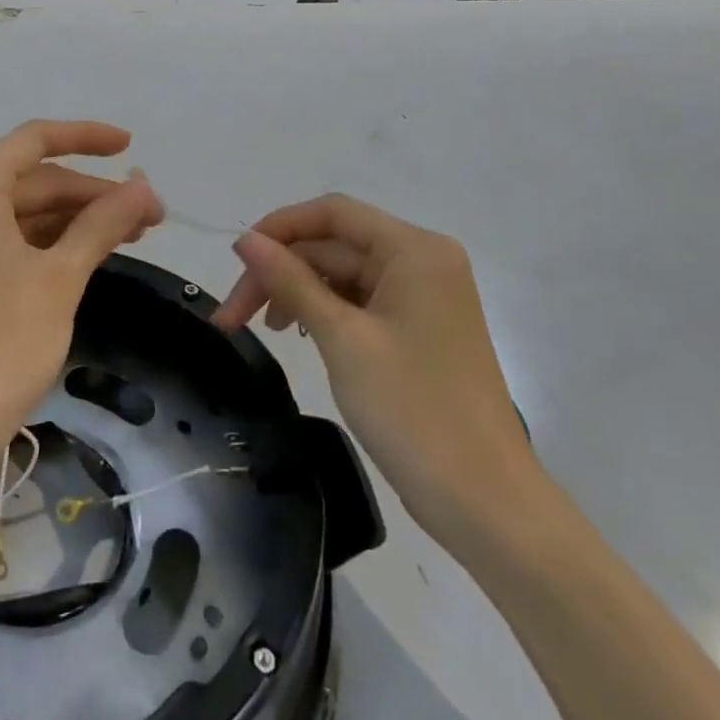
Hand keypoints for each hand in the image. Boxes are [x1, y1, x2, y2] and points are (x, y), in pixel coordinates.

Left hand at [0, 120, 162, 479]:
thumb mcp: (59, 278)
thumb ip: (102, 223)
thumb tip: (143, 187)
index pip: (36, 140)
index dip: (87, 137)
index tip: (131, 146)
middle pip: (33, 179)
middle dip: (91, 194)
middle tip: (150, 216)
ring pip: (22, 211)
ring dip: (74, 220)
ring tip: (130, 235)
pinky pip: (6, 238)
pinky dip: (47, 243)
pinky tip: (86, 255)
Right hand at [211, 194, 538, 550]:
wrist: (488, 506)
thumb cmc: (414, 411)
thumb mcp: (342, 338)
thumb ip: (291, 281)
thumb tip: (245, 239)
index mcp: (414, 250)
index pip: (333, 213)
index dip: (280, 228)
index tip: (237, 258)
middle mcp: (422, 261)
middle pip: (334, 245)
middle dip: (280, 272)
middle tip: (232, 314)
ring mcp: (423, 296)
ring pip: (342, 274)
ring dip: (297, 292)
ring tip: (261, 328)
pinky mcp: (419, 328)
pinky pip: (360, 301)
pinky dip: (324, 311)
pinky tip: (298, 333)